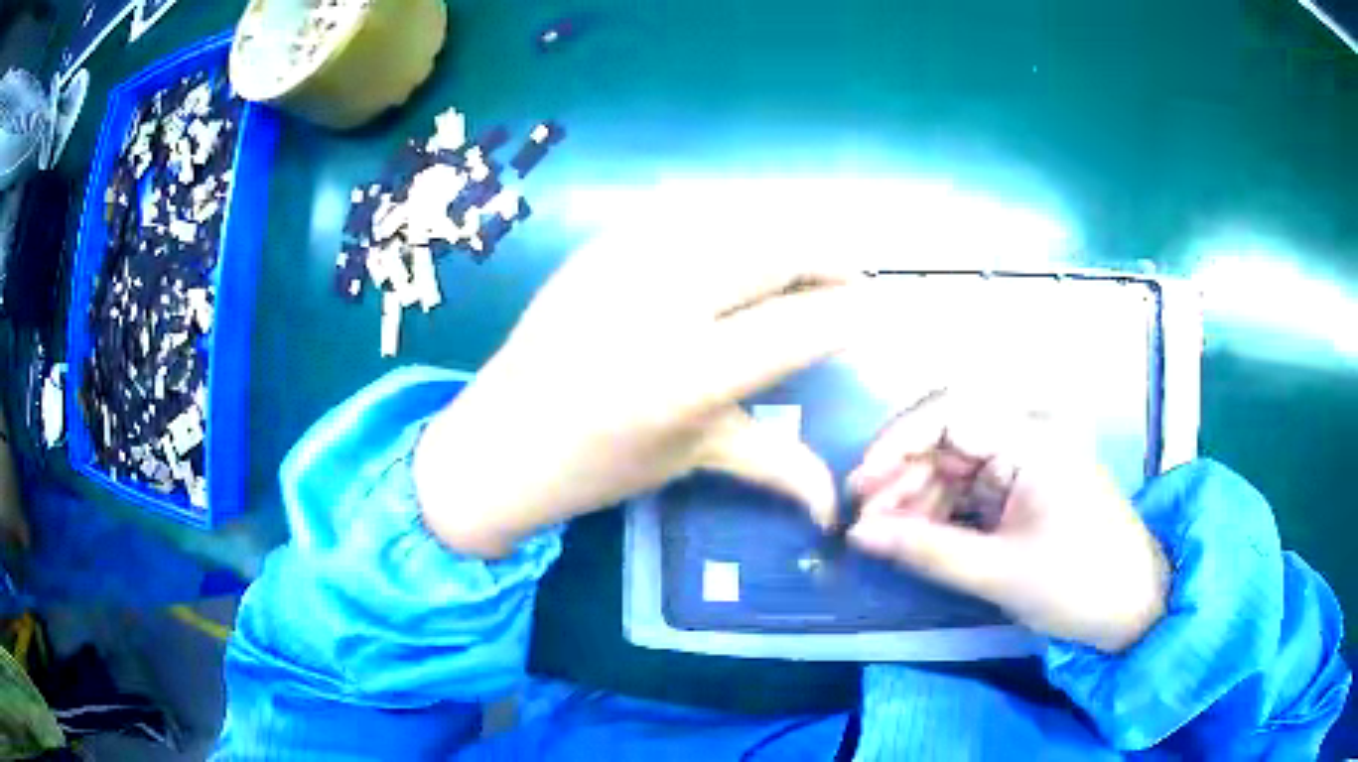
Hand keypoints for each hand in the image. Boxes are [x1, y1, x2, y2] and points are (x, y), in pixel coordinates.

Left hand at [414, 219, 884, 556]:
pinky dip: (732, 216)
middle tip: (849, 280)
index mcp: (685, 376)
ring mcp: (622, 261)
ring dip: (787, 228)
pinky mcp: (600, 242)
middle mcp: (658, 304)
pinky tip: (745, 241)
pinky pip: (685, 207)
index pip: (798, 326)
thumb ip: (777, 464)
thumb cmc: (596, 466)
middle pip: (774, 247)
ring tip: (806, 260)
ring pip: (735, 213)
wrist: (499, 440)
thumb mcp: (692, 459)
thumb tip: (836, 503)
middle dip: (830, 255)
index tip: (878, 311)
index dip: (851, 312)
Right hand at [846, 390, 1168, 652]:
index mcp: (1033, 438)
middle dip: (901, 474)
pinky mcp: (1022, 488)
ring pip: (952, 463)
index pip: (951, 410)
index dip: (898, 439)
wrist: (1131, 607)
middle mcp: (1027, 435)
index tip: (861, 484)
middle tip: (863, 521)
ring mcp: (1024, 461)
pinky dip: (938, 511)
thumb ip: (925, 550)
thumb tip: (856, 534)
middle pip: (947, 436)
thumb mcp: (999, 572)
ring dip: (915, 496)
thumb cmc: (1077, 584)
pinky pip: (967, 488)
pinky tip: (912, 536)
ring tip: (881, 536)